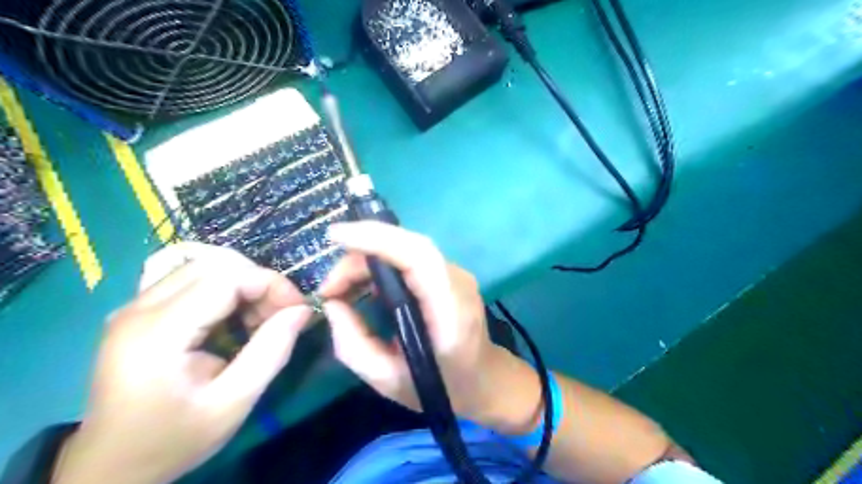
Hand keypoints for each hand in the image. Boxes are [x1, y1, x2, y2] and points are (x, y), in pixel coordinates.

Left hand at [56, 243, 309, 483]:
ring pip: (203, 265)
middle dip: (258, 281)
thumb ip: (271, 352)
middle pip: (214, 264)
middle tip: (280, 314)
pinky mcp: (139, 311)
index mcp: (158, 332)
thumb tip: (303, 310)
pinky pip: (190, 278)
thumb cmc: (174, 439)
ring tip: (259, 317)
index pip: (226, 277)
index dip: (271, 283)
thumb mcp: (233, 403)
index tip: (298, 308)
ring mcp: (135, 306)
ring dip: (242, 283)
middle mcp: (139, 308)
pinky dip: (224, 288)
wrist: (111, 466)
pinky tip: (233, 316)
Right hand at [320, 221, 540, 432]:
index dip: (378, 238)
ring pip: (406, 248)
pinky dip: (380, 264)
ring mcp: (456, 274)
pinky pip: (410, 258)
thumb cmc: (441, 386)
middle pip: (408, 247)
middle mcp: (458, 282)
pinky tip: (362, 284)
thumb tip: (332, 304)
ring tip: (339, 288)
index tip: (336, 237)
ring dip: (367, 260)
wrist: (483, 379)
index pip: (419, 256)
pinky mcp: (447, 274)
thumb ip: (354, 345)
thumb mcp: (388, 381)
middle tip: (329, 287)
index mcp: (451, 310)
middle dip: (361, 256)